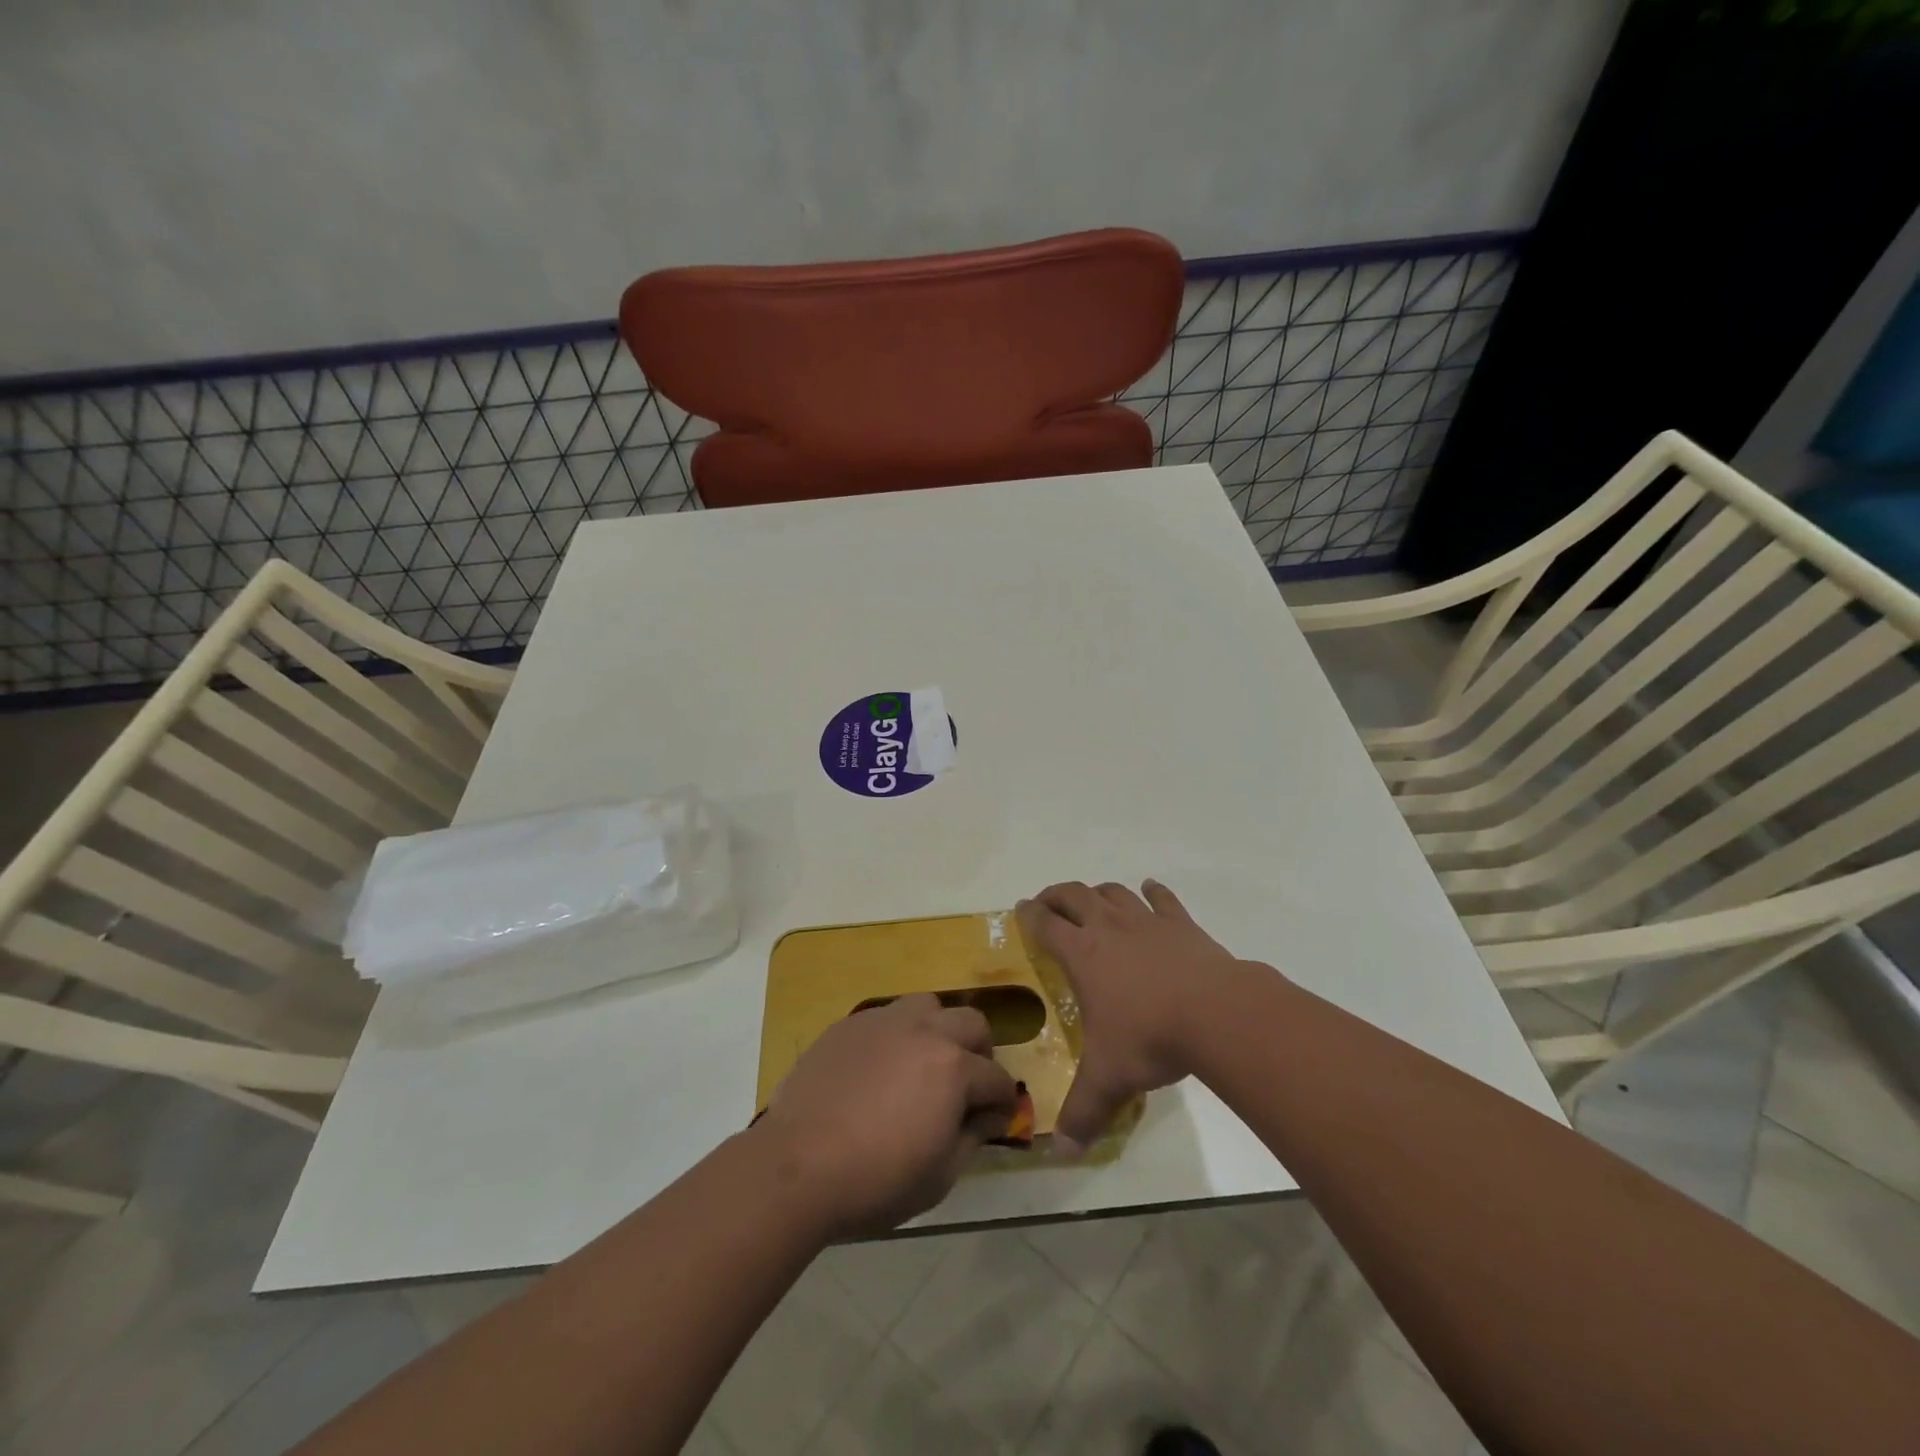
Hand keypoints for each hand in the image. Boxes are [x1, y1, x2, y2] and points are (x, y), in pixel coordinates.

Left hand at [754, 993, 1017, 1238]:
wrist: (797, 1165)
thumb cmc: (876, 1180)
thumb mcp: (939, 1176)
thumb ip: (971, 1138)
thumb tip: (988, 1117)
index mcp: (953, 1068)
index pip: (996, 1077)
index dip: (1003, 1101)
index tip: (998, 1118)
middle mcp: (924, 1031)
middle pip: (971, 1022)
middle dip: (980, 1052)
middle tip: (969, 1084)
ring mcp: (883, 1022)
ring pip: (928, 1005)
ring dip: (939, 1029)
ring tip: (926, 1062)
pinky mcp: (849, 1025)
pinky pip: (886, 1016)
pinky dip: (898, 1035)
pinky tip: (883, 1066)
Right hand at [1018, 880, 1250, 1152]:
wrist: (1216, 1013)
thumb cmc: (1151, 1038)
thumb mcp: (1109, 1079)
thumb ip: (1084, 1112)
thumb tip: (1063, 1151)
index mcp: (1082, 955)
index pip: (1046, 924)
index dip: (1030, 914)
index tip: (1021, 909)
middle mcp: (1109, 928)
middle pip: (1075, 895)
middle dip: (1057, 895)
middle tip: (1048, 902)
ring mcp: (1147, 922)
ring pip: (1114, 892)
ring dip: (1099, 892)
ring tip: (1093, 899)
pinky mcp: (1182, 924)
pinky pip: (1163, 899)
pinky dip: (1153, 891)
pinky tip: (1150, 889)